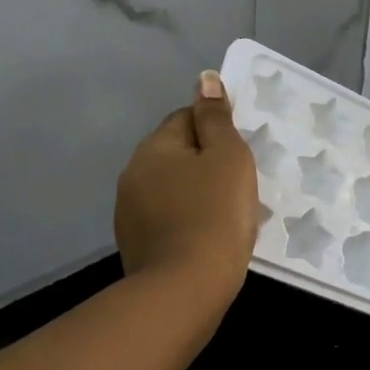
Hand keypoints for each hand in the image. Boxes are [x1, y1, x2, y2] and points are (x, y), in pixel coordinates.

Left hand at [114, 70, 259, 301]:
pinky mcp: (135, 245)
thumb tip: (204, 79)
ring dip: (196, 192)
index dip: (217, 130)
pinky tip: (208, 237)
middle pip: (177, 153)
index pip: (187, 118)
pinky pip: (167, 217)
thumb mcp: (228, 157)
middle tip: (239, 184)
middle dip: (206, 162)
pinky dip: (187, 220)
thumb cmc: (215, 214)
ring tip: (227, 213)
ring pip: (172, 187)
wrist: (185, 291)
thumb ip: (216, 117)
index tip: (240, 154)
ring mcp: (129, 213)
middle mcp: (133, 174)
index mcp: (154, 147)